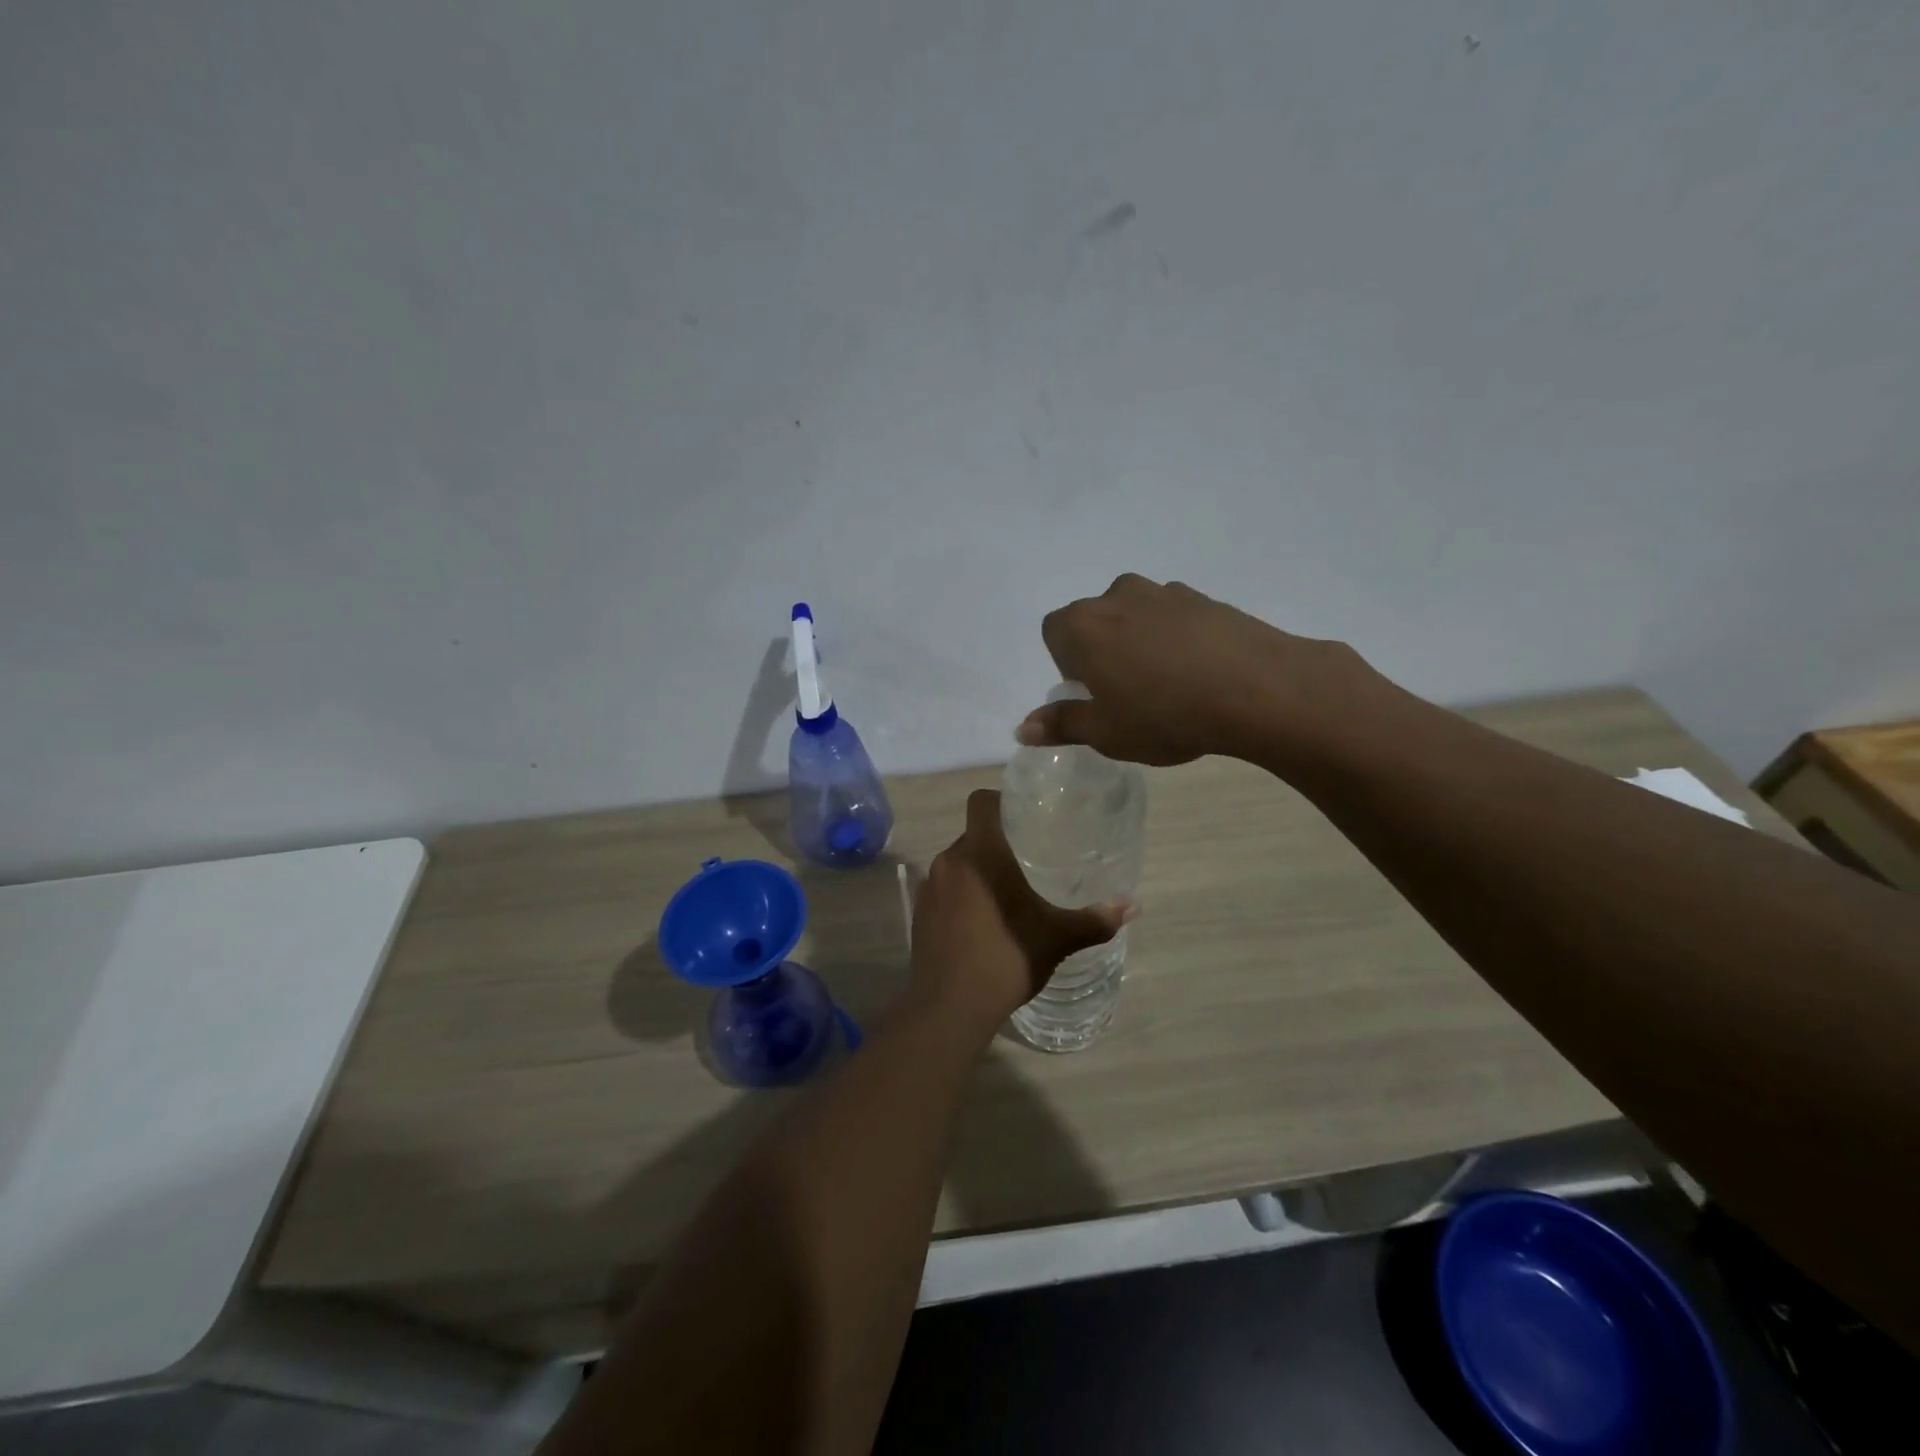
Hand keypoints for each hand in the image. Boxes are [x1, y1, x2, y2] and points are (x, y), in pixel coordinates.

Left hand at [908, 790, 1131, 1036]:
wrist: (949, 1008)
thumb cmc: (1005, 959)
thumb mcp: (1057, 939)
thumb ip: (1094, 920)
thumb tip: (1131, 907)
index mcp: (980, 854)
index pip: (980, 802)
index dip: (1000, 801)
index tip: (1023, 815)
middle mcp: (948, 861)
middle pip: (972, 835)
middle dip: (998, 843)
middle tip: (1028, 858)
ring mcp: (929, 888)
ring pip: (958, 864)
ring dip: (979, 871)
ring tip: (1009, 891)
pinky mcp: (919, 914)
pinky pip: (944, 890)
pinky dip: (962, 896)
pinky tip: (983, 922)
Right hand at [1018, 573, 1370, 766]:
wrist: (1258, 689)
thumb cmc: (1165, 714)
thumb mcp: (1106, 733)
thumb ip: (1062, 725)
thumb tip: (1022, 729)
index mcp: (1083, 625)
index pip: (1053, 633)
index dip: (1068, 666)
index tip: (1094, 695)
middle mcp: (1116, 596)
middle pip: (1094, 621)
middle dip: (1102, 652)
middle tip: (1128, 695)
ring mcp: (1163, 592)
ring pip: (1135, 616)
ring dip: (1139, 643)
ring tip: (1168, 686)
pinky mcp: (1204, 597)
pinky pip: (1173, 618)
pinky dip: (1175, 639)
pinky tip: (1200, 674)